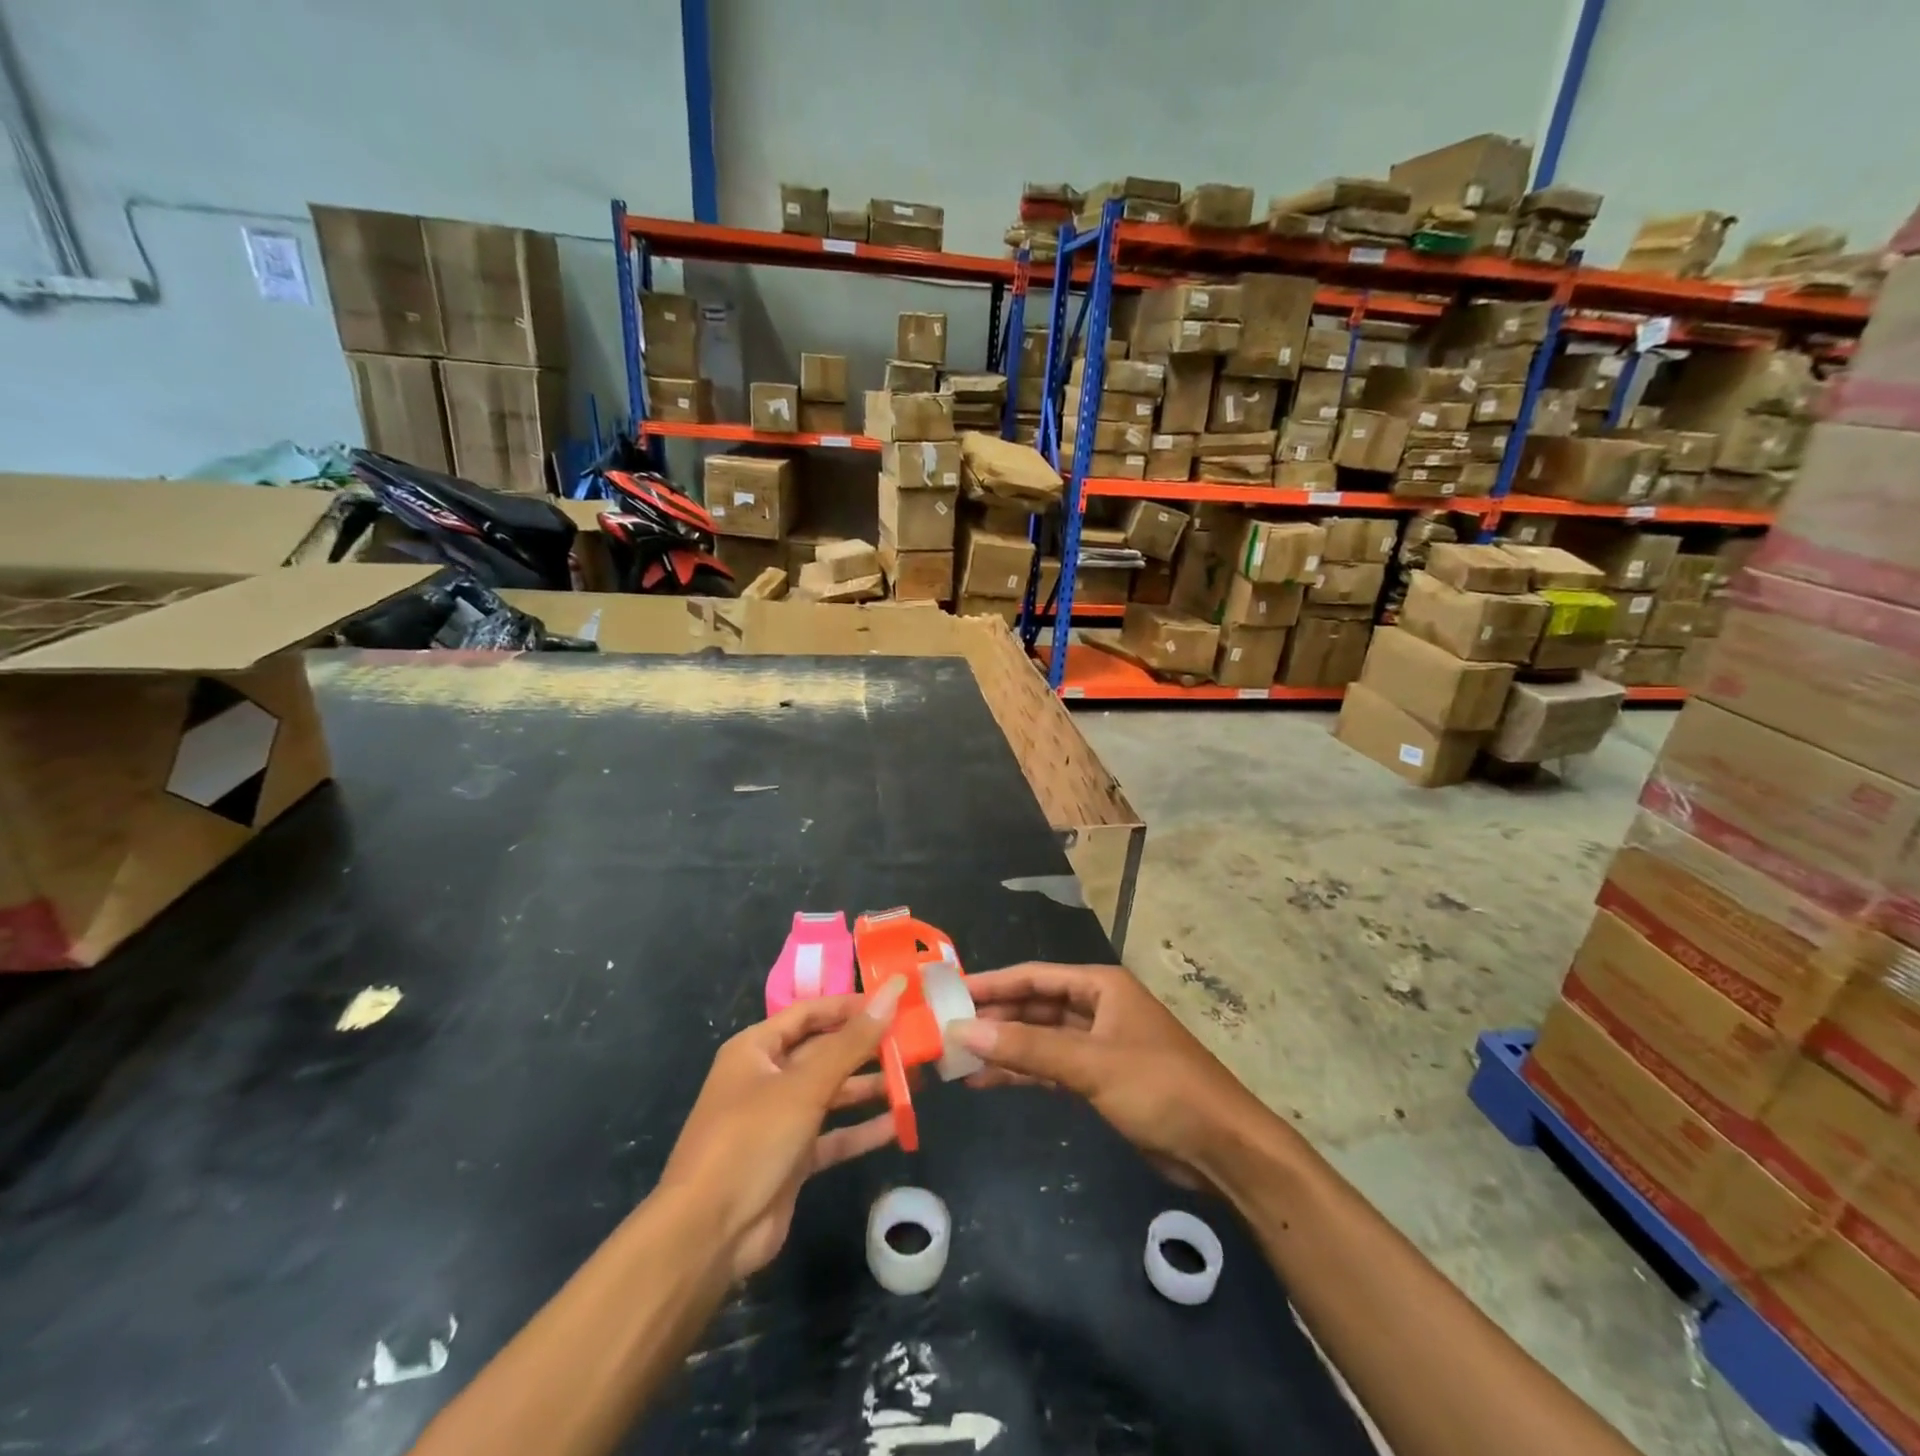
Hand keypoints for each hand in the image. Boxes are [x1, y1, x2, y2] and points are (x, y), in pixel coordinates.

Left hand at [658, 978, 905, 1278]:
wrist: (708, 1234)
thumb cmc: (751, 1139)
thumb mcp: (804, 1085)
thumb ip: (852, 1042)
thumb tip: (892, 992)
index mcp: (756, 1049)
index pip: (808, 1013)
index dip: (849, 1006)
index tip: (892, 1002)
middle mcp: (766, 1078)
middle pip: (823, 1052)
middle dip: (865, 1047)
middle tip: (913, 1040)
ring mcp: (779, 1121)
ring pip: (831, 1094)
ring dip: (868, 1087)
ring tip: (914, 1078)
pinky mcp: (792, 1159)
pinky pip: (833, 1135)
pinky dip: (861, 1129)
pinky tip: (897, 1124)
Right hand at [952, 963, 1268, 1190]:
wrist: (1222, 1147)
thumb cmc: (1160, 1088)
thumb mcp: (1090, 1063)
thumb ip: (1027, 1047)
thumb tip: (963, 1030)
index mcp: (1101, 986)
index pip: (1034, 976)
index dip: (992, 983)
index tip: (950, 993)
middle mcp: (1098, 1007)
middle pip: (1035, 1005)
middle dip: (995, 1018)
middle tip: (946, 1029)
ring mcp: (1099, 1044)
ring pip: (1040, 1038)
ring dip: (1004, 1048)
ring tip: (956, 1059)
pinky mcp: (1101, 1080)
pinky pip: (1051, 1067)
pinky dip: (1023, 1073)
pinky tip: (988, 1081)